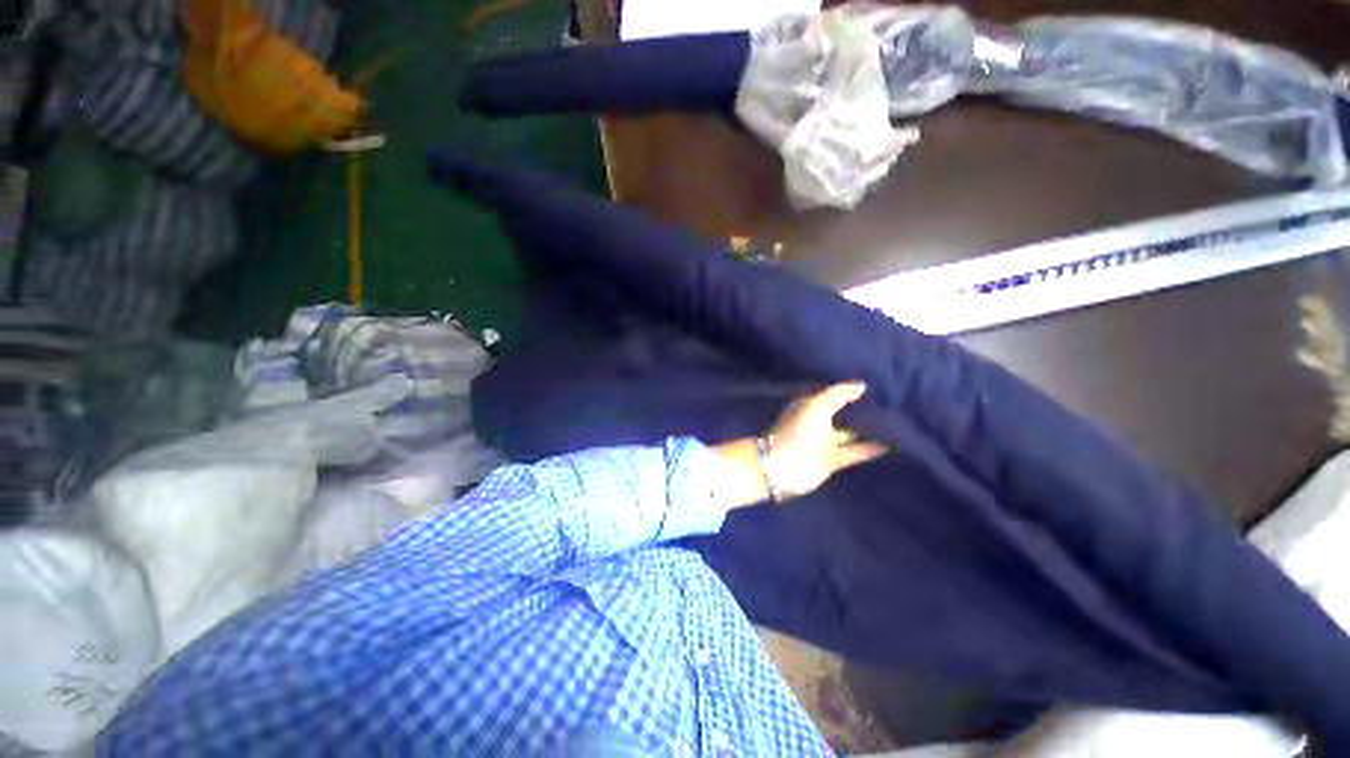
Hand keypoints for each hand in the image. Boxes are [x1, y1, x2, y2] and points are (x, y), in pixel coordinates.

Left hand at [712, 382, 886, 507]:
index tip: (870, 384)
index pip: (831, 394)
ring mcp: (823, 442)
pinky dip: (868, 449)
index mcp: (809, 407)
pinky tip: (887, 445)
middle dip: (857, 408)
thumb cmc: (796, 433)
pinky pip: (853, 452)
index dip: (846, 389)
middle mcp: (817, 422)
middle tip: (885, 402)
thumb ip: (837, 394)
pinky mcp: (831, 460)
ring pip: (848, 432)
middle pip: (840, 412)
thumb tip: (861, 385)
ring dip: (865, 429)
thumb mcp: (815, 407)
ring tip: (890, 423)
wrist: (782, 467)